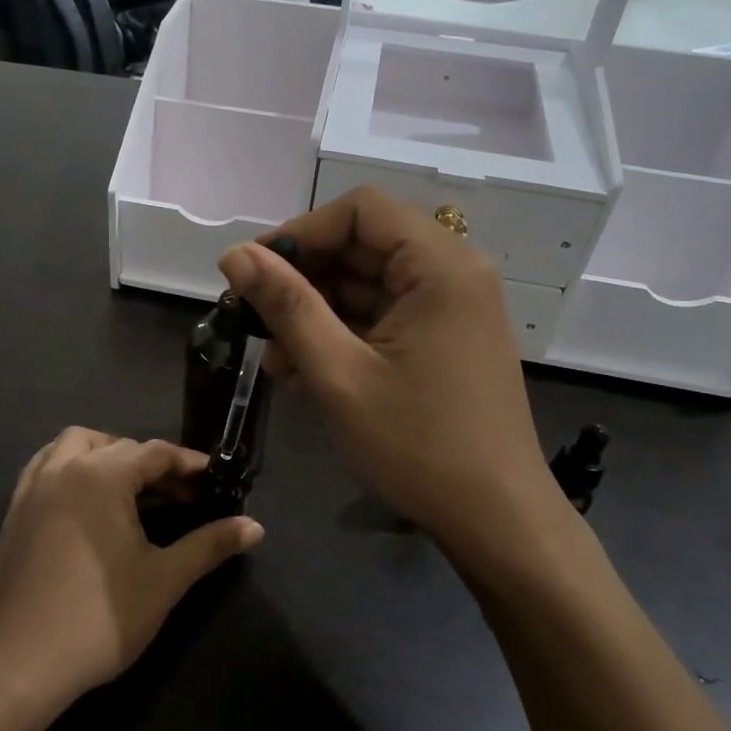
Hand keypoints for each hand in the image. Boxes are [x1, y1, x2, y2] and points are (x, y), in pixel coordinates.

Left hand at [0, 429, 262, 714]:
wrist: (19, 664)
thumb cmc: (99, 618)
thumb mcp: (165, 579)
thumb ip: (210, 545)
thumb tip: (255, 526)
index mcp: (101, 476)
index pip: (154, 452)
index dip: (188, 464)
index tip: (214, 480)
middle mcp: (64, 469)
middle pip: (116, 445)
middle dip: (151, 462)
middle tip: (179, 493)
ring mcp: (32, 489)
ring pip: (72, 445)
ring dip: (105, 454)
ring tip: (130, 488)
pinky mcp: (13, 513)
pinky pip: (44, 467)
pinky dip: (70, 468)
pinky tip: (84, 502)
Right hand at [219, 189, 563, 569]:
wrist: (496, 520)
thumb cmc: (418, 444)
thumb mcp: (339, 373)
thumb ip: (286, 306)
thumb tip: (233, 253)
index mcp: (440, 266)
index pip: (360, 210)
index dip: (301, 232)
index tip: (255, 272)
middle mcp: (453, 273)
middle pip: (364, 245)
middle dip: (304, 278)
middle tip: (252, 317)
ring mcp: (451, 309)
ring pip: (369, 284)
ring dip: (317, 312)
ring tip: (272, 357)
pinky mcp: (445, 340)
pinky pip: (384, 317)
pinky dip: (343, 334)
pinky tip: (302, 370)